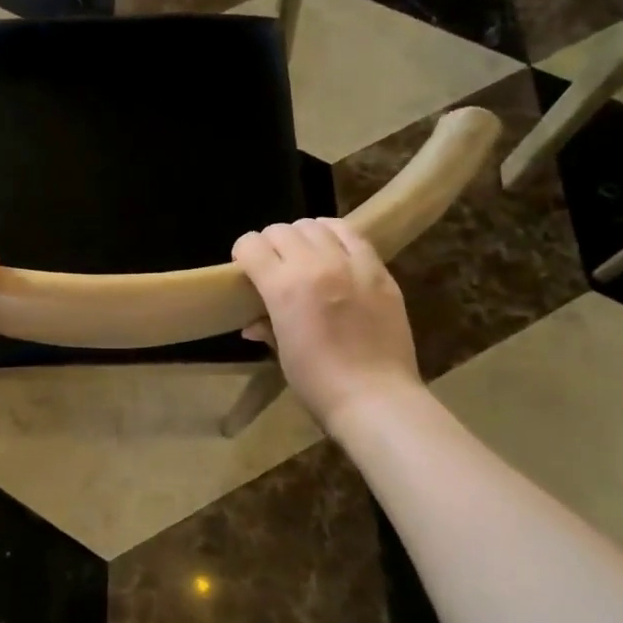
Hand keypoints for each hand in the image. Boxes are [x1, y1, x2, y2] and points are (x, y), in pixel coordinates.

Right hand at [232, 220, 421, 425]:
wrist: (375, 398)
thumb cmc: (317, 382)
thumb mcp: (282, 353)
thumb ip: (266, 326)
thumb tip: (252, 324)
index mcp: (283, 287)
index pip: (251, 245)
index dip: (243, 253)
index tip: (246, 268)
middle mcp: (315, 265)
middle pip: (281, 230)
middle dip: (270, 243)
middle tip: (274, 264)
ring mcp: (351, 264)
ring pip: (316, 225)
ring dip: (302, 235)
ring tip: (305, 254)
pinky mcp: (379, 270)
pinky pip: (353, 235)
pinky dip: (335, 235)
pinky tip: (334, 250)